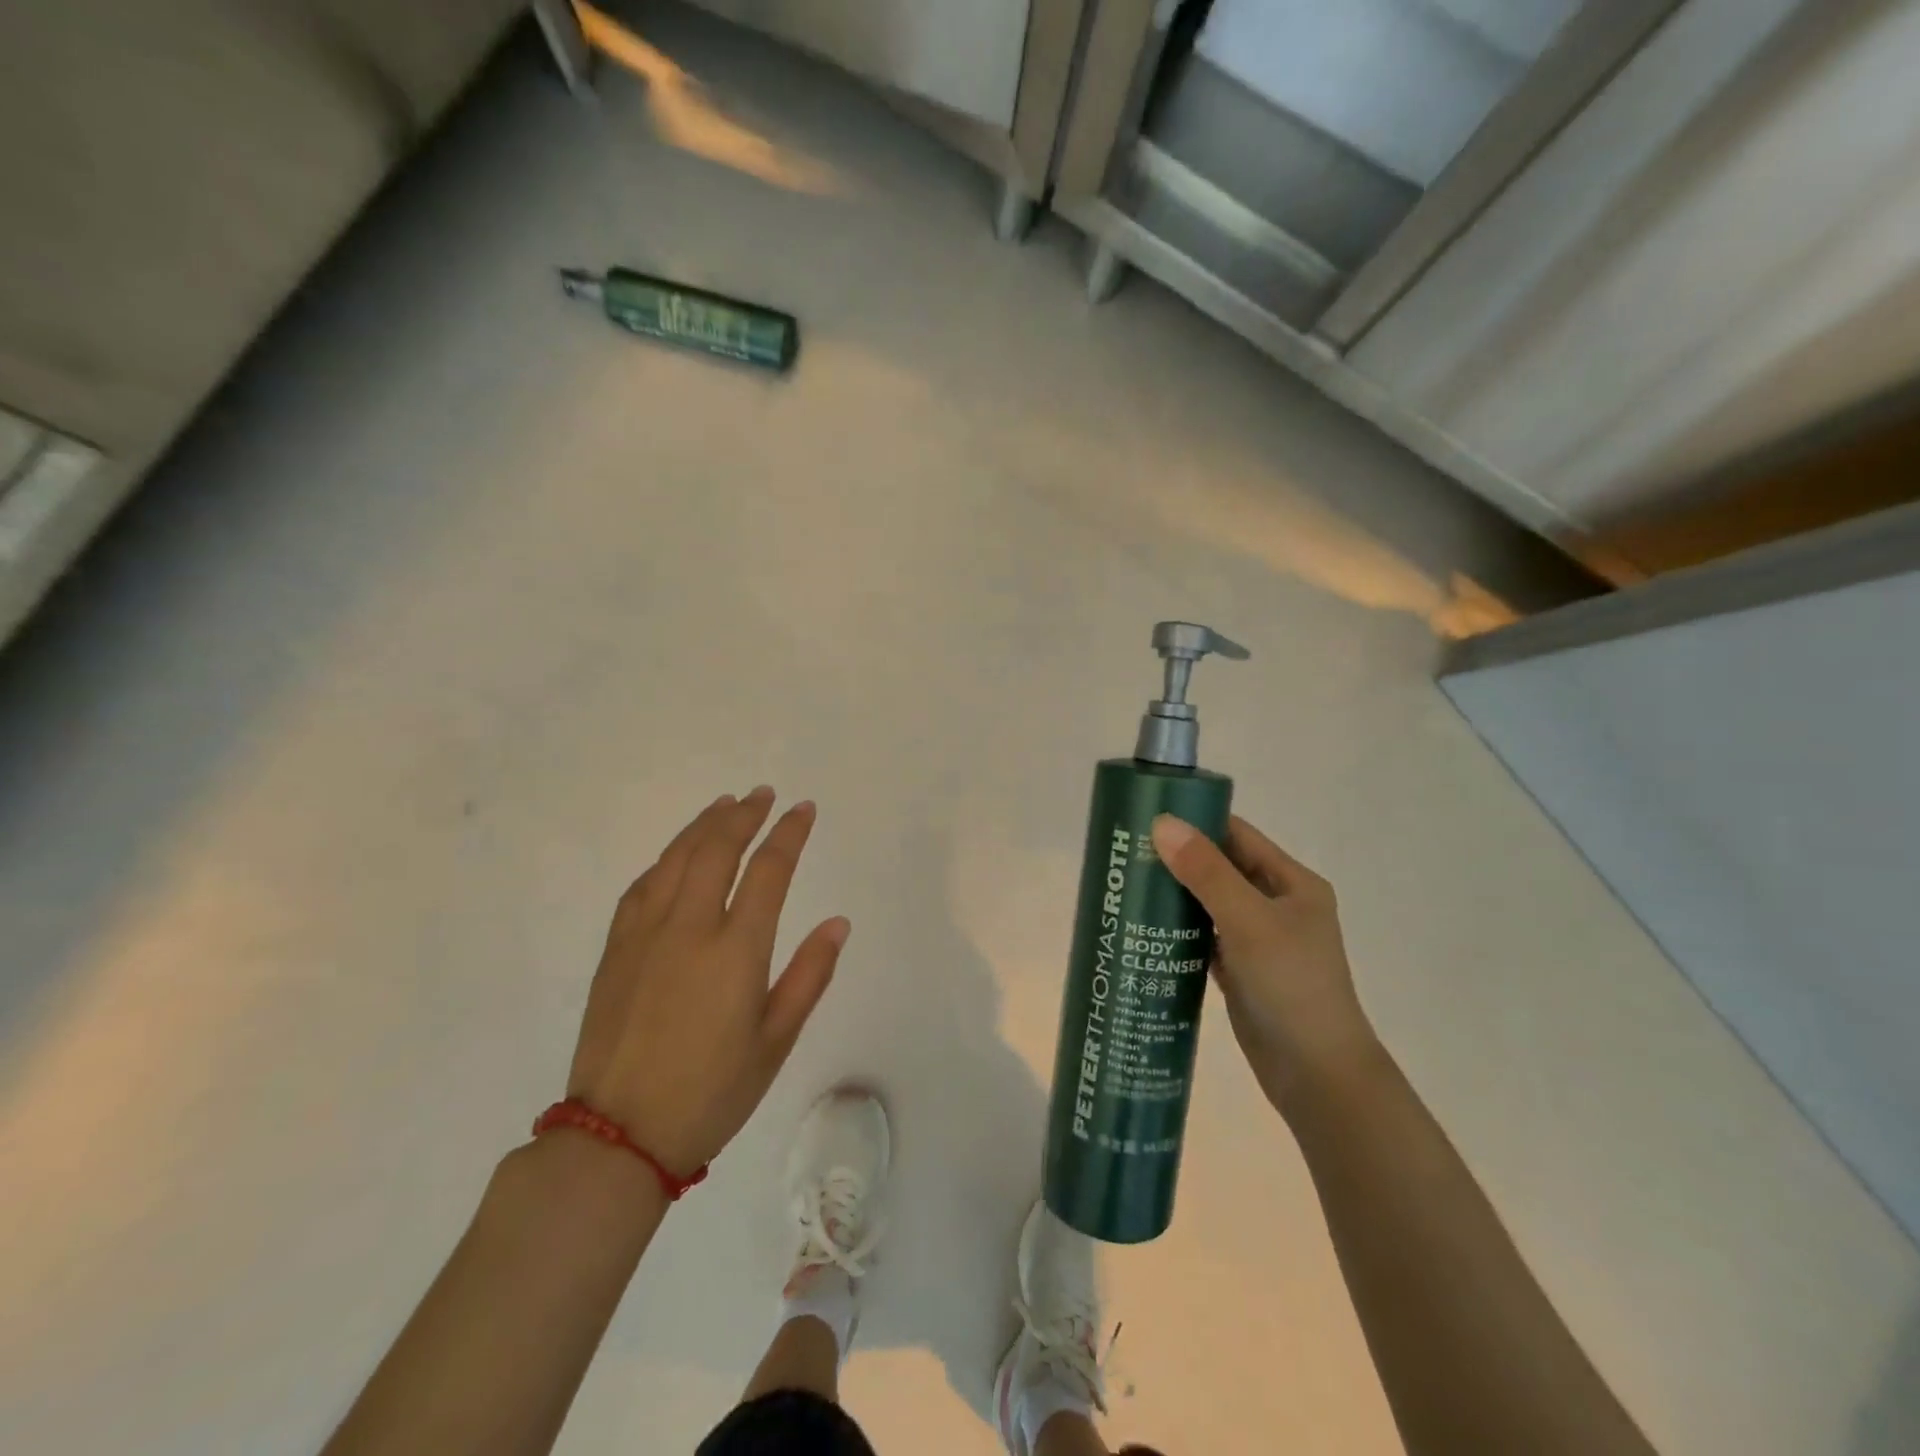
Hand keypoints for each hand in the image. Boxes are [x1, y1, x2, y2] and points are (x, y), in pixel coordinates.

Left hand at [565, 788, 848, 1176]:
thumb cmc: (712, 1092)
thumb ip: (809, 975)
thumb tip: (838, 923)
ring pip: (676, 858)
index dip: (789, 833)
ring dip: (704, 825)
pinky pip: (642, 886)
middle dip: (744, 814)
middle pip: (718, 849)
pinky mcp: (616, 949)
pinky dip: (666, 859)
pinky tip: (676, 855)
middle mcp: (689, 928)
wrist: (618, 1136)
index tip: (803, 809)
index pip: (769, 870)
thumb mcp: (776, 1041)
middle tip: (763, 795)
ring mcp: (645, 934)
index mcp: (736, 950)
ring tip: (725, 804)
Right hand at [1151, 814, 1379, 1111]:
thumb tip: (1162, 823)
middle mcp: (1276, 905)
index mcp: (1291, 883)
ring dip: (1174, 894)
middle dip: (1177, 859)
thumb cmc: (1291, 986)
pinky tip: (1144, 927)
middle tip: (1126, 853)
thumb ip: (1206, 872)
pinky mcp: (1240, 970)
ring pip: (1208, 904)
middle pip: (1219, 868)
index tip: (1147, 817)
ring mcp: (1258, 939)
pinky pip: (1203, 937)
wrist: (1317, 1076)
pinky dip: (1178, 930)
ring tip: (1126, 885)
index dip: (1196, 821)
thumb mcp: (1249, 921)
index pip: (1237, 835)